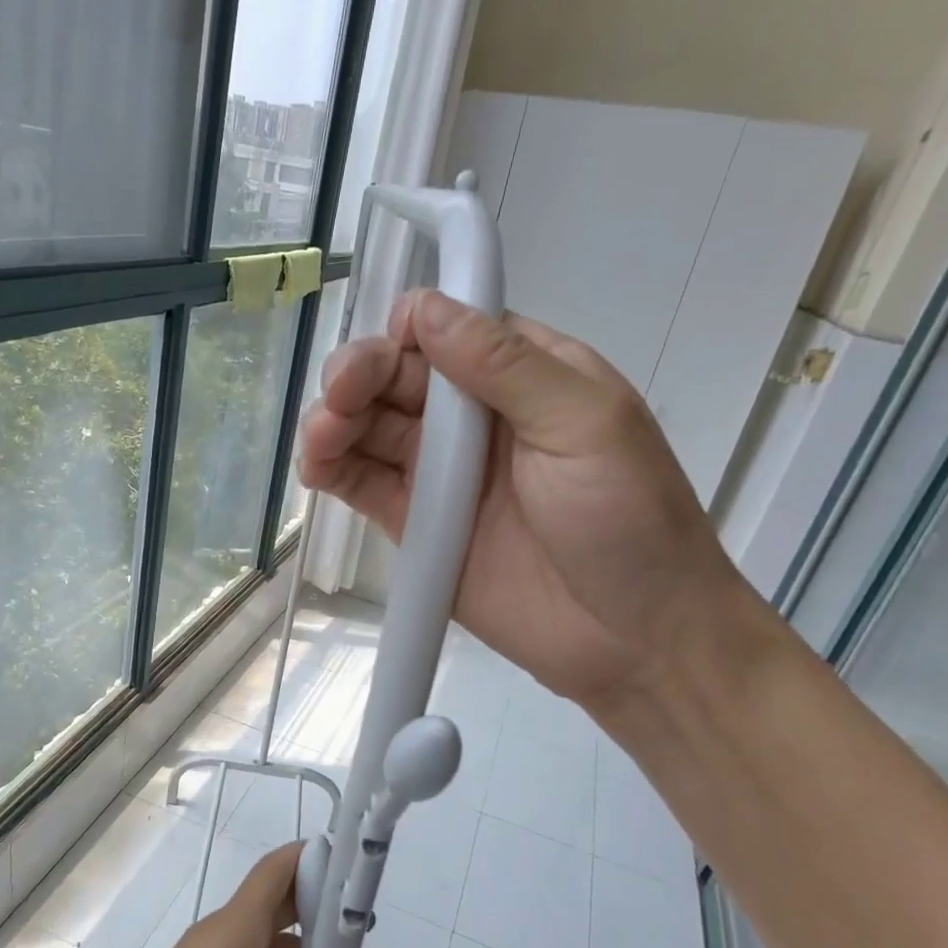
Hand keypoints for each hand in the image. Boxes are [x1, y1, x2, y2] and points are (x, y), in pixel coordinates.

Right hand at [299, 288, 743, 707]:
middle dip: (359, 375)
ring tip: (320, 438)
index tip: (390, 352)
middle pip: (397, 377)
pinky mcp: (417, 525)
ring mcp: (441, 475)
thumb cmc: (627, 518)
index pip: (448, 331)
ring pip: (370, 429)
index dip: (409, 331)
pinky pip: (364, 486)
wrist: (632, 639)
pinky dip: (332, 470)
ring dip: (335, 422)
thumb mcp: (583, 424)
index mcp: (525, 375)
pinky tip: (314, 467)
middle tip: (339, 397)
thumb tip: (425, 308)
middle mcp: (476, 418)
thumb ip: (504, 365)